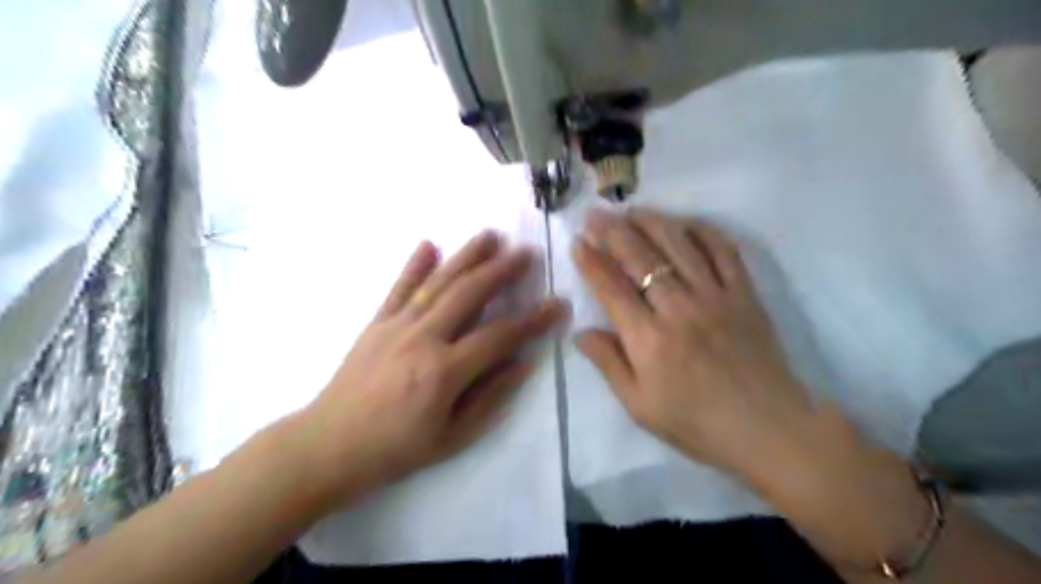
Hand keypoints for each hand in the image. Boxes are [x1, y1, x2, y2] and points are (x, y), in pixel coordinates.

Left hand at [292, 234, 566, 510]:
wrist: (328, 446)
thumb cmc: (396, 449)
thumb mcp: (452, 437)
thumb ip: (490, 397)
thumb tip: (522, 363)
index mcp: (444, 371)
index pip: (500, 336)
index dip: (533, 319)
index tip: (558, 304)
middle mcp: (422, 339)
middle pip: (468, 294)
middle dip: (500, 271)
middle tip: (525, 252)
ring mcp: (396, 326)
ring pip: (437, 283)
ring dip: (466, 256)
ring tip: (489, 236)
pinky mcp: (375, 324)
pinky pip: (398, 288)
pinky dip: (414, 265)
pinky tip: (429, 244)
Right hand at [573, 210, 816, 478]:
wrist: (768, 428)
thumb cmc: (697, 423)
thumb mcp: (639, 406)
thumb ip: (608, 364)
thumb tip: (580, 332)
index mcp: (648, 339)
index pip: (611, 288)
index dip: (591, 262)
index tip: (578, 242)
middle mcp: (679, 308)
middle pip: (640, 258)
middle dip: (613, 232)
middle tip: (595, 214)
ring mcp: (715, 296)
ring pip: (679, 246)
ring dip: (652, 222)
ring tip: (632, 210)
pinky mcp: (744, 294)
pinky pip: (724, 251)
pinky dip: (704, 231)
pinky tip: (686, 223)